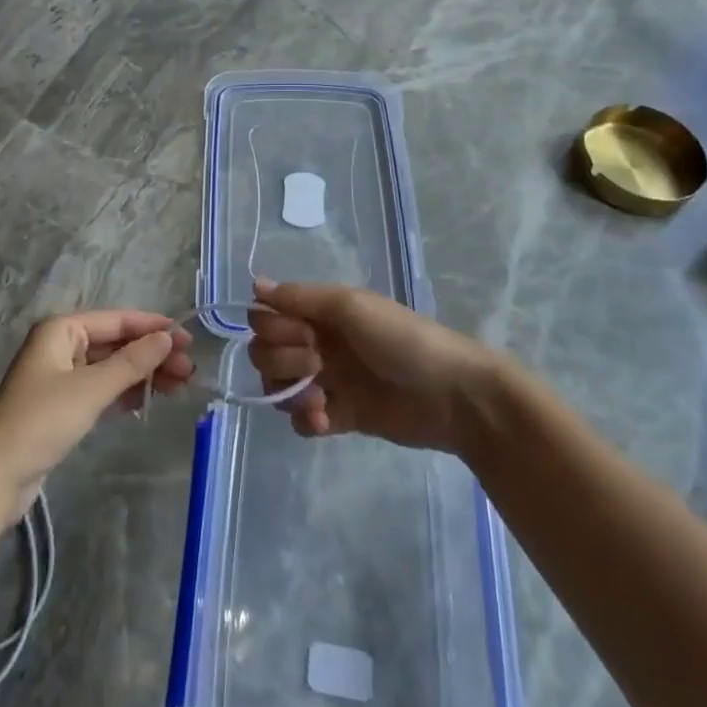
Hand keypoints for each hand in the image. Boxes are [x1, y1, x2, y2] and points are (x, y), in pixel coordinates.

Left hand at [0, 311, 193, 507]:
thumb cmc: (41, 421)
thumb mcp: (91, 389)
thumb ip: (132, 362)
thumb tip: (167, 338)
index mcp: (61, 330)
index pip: (116, 320)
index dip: (153, 327)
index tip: (187, 338)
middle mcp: (61, 346)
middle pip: (115, 343)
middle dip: (152, 354)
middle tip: (188, 370)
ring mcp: (60, 376)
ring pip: (111, 367)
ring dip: (143, 374)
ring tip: (180, 385)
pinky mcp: (62, 405)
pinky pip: (102, 388)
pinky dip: (125, 392)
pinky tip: (149, 399)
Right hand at [247, 279, 496, 453]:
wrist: (452, 396)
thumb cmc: (401, 340)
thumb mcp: (350, 307)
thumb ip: (300, 298)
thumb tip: (254, 285)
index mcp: (320, 312)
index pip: (267, 316)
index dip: (271, 327)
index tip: (299, 334)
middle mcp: (318, 342)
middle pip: (266, 351)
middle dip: (281, 360)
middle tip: (315, 365)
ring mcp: (328, 380)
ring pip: (278, 385)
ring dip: (288, 392)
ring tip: (319, 400)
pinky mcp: (339, 416)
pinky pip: (301, 419)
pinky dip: (305, 420)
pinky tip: (325, 421)